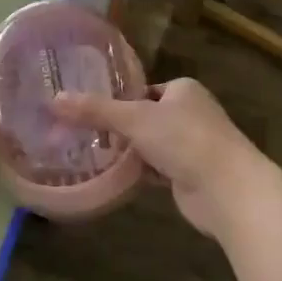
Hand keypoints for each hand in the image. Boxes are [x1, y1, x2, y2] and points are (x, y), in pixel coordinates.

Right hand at [52, 77, 271, 239]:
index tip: (88, 110)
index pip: (143, 89)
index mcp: (183, 90)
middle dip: (119, 128)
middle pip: (144, 117)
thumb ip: (95, 110)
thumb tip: (53, 100)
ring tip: (90, 154)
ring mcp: (192, 146)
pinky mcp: (190, 175)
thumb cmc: (184, 140)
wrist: (228, 190)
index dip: (118, 99)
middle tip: (82, 134)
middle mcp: (190, 114)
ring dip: (128, 151)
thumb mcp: (134, 119)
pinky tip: (114, 176)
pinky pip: (157, 168)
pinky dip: (139, 171)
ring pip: (150, 144)